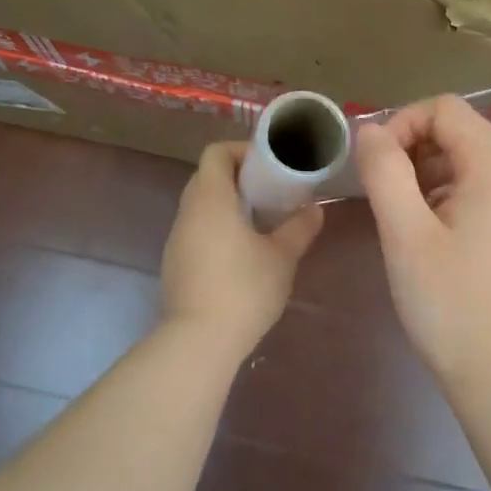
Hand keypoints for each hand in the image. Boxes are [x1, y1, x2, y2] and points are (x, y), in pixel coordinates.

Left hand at [161, 142, 322, 354]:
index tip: (270, 165)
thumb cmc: (244, 289)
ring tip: (260, 222)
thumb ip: (299, 228)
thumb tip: (315, 209)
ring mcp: (176, 239)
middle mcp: (187, 212)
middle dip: (239, 178)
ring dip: (228, 206)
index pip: (216, 153)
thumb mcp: (281, 257)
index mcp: (210, 198)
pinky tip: (241, 254)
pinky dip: (217, 229)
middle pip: (207, 177)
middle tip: (271, 193)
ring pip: (201, 206)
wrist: (200, 340)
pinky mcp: (175, 264)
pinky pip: (196, 231)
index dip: (242, 151)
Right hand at [355, 97, 490, 400]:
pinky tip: (424, 234)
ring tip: (398, 216)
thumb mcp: (405, 235)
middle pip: (460, 131)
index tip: (374, 166)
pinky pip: (478, 190)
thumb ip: (384, 172)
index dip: (402, 123)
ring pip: (467, 160)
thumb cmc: (450, 305)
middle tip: (380, 192)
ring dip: (425, 173)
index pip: (446, 109)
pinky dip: (444, 195)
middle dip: (411, 147)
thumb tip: (371, 131)